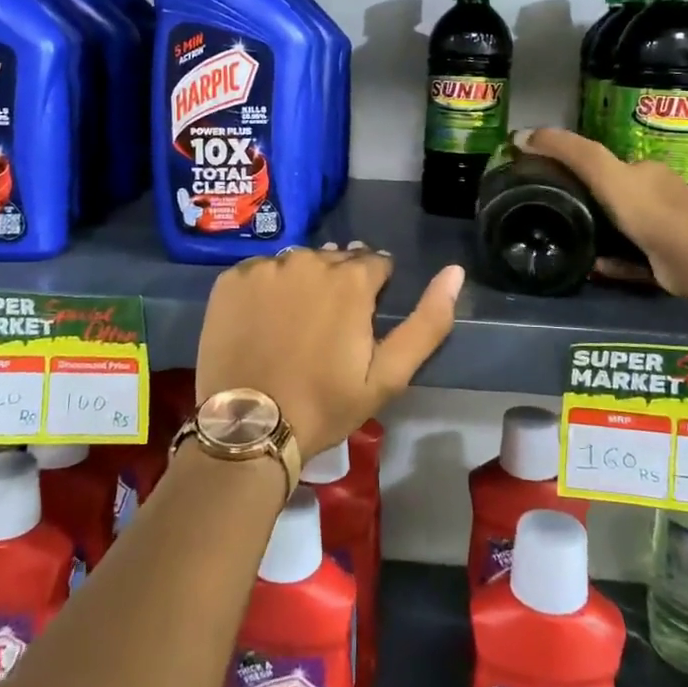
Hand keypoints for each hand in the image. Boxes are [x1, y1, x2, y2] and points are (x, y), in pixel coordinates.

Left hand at [194, 243, 463, 460]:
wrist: (249, 426)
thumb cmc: (325, 404)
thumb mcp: (388, 375)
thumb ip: (428, 322)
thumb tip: (456, 272)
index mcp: (351, 279)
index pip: (375, 264)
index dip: (374, 291)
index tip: (361, 322)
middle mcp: (309, 260)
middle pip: (335, 260)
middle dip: (339, 285)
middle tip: (327, 328)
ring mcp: (266, 268)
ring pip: (297, 264)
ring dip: (303, 283)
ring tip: (294, 324)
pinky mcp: (231, 279)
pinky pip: (260, 272)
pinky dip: (267, 289)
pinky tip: (263, 321)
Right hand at [516, 127, 687, 296]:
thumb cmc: (650, 210)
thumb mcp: (603, 171)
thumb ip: (567, 151)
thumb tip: (520, 135)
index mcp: (645, 171)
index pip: (607, 164)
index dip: (577, 168)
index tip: (548, 181)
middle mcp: (658, 195)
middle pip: (614, 197)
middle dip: (587, 204)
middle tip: (554, 215)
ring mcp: (665, 229)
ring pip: (621, 229)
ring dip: (597, 235)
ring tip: (569, 242)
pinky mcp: (666, 261)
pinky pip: (630, 258)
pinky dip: (613, 261)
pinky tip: (596, 266)